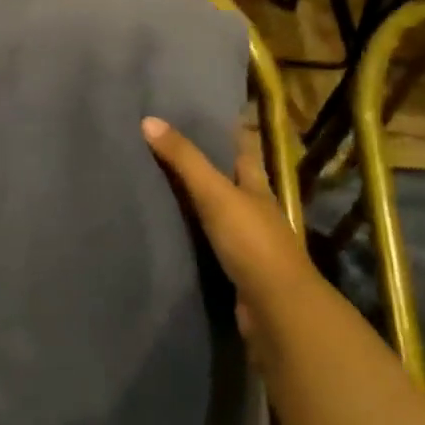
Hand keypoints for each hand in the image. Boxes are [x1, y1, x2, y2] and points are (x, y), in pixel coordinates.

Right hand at [142, 116, 322, 362]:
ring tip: (164, 188)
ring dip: (200, 204)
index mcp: (257, 187)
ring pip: (221, 215)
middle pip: (233, 182)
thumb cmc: (251, 241)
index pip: (244, 152)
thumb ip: (184, 160)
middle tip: (173, 150)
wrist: (275, 307)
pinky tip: (174, 234)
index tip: (208, 117)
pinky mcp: (237, 270)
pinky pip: (211, 245)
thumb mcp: (215, 193)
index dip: (231, 134)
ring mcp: (249, 243)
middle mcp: (256, 211)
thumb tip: (148, 120)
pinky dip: (195, 237)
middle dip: (210, 168)